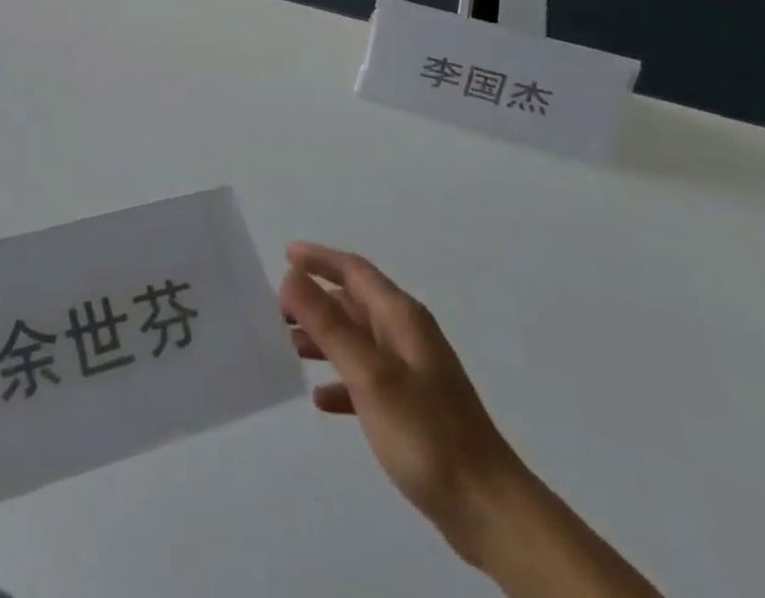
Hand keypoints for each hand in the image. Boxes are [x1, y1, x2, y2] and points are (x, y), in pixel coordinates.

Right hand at [279, 243, 515, 559]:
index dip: (319, 259)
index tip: (285, 255)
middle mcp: (407, 335)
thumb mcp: (370, 375)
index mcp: (401, 317)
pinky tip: (321, 399)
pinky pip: (367, 379)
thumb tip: (292, 275)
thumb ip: (329, 324)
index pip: (354, 271)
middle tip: (276, 311)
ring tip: (288, 348)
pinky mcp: (414, 408)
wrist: (489, 509)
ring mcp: (412, 371)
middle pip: (354, 304)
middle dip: (315, 301)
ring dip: (324, 339)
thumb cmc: (427, 433)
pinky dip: (341, 381)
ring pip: (358, 340)